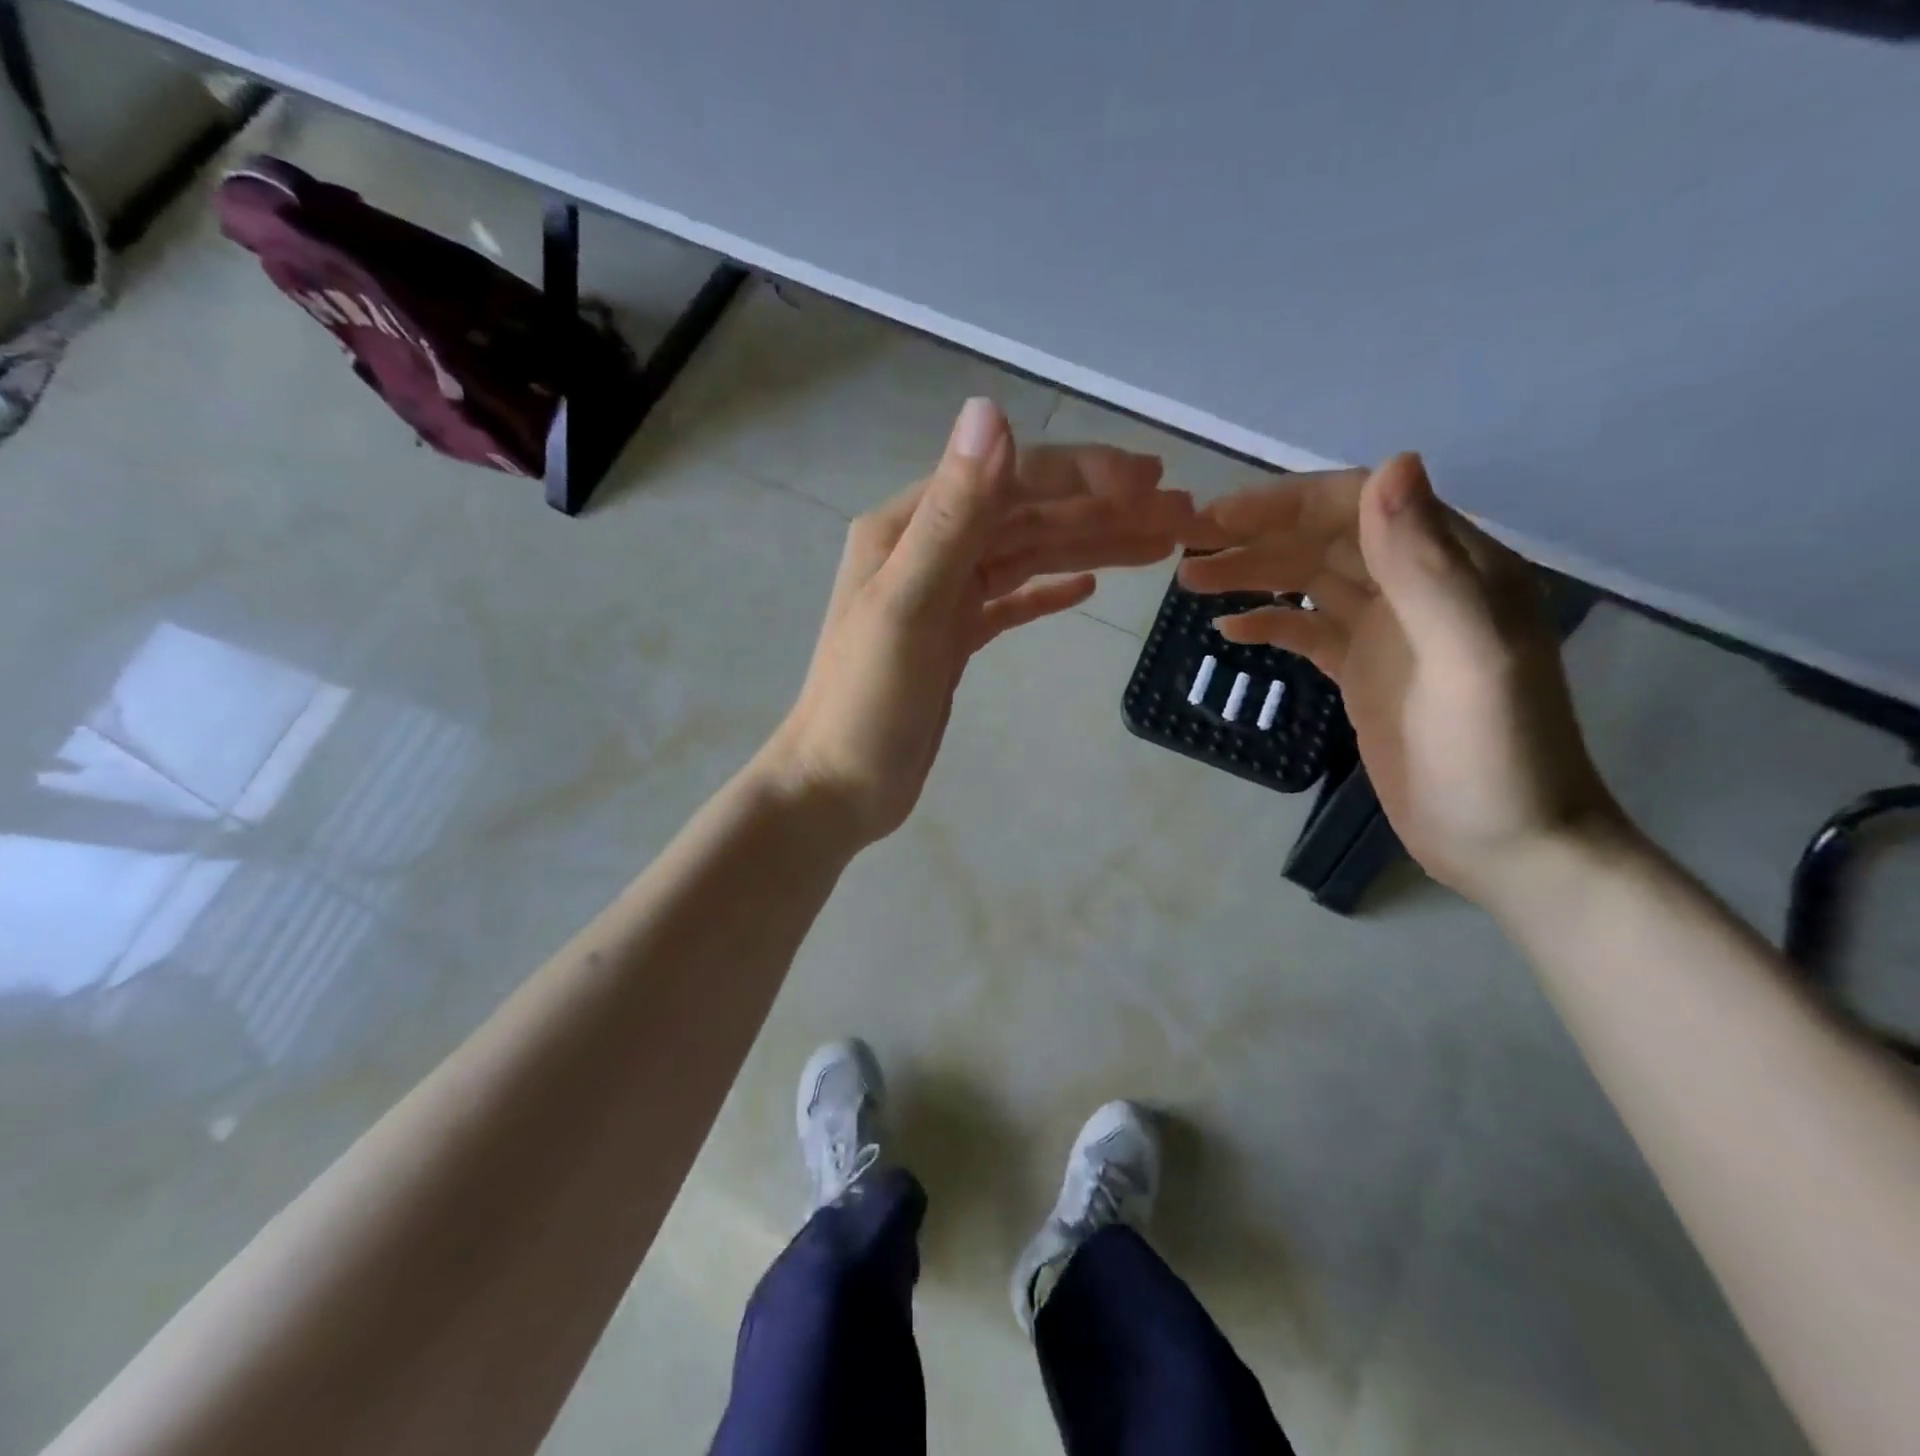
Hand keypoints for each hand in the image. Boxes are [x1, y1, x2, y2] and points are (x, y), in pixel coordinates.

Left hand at [764, 397, 1199, 844]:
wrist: (838, 787)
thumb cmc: (867, 704)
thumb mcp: (908, 606)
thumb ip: (952, 515)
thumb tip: (990, 411)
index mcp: (910, 528)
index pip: (1009, 481)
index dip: (1082, 476)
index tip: (1152, 484)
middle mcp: (928, 549)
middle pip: (1028, 516)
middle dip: (1105, 511)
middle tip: (1184, 514)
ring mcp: (944, 595)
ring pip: (1028, 556)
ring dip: (1092, 546)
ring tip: (1161, 545)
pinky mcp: (955, 637)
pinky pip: (1013, 600)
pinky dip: (1051, 589)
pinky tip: (1089, 587)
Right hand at [1181, 454, 1622, 904]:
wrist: (1508, 845)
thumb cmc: (1494, 754)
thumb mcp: (1468, 655)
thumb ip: (1426, 565)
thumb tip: (1390, 464)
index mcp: (1454, 566)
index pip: (1360, 506)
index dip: (1287, 503)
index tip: (1219, 517)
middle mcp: (1418, 586)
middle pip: (1325, 539)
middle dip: (1255, 536)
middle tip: (1186, 546)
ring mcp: (1387, 632)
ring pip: (1309, 581)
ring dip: (1252, 574)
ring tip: (1189, 582)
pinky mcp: (1363, 672)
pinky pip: (1307, 631)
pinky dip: (1268, 623)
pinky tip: (1227, 629)